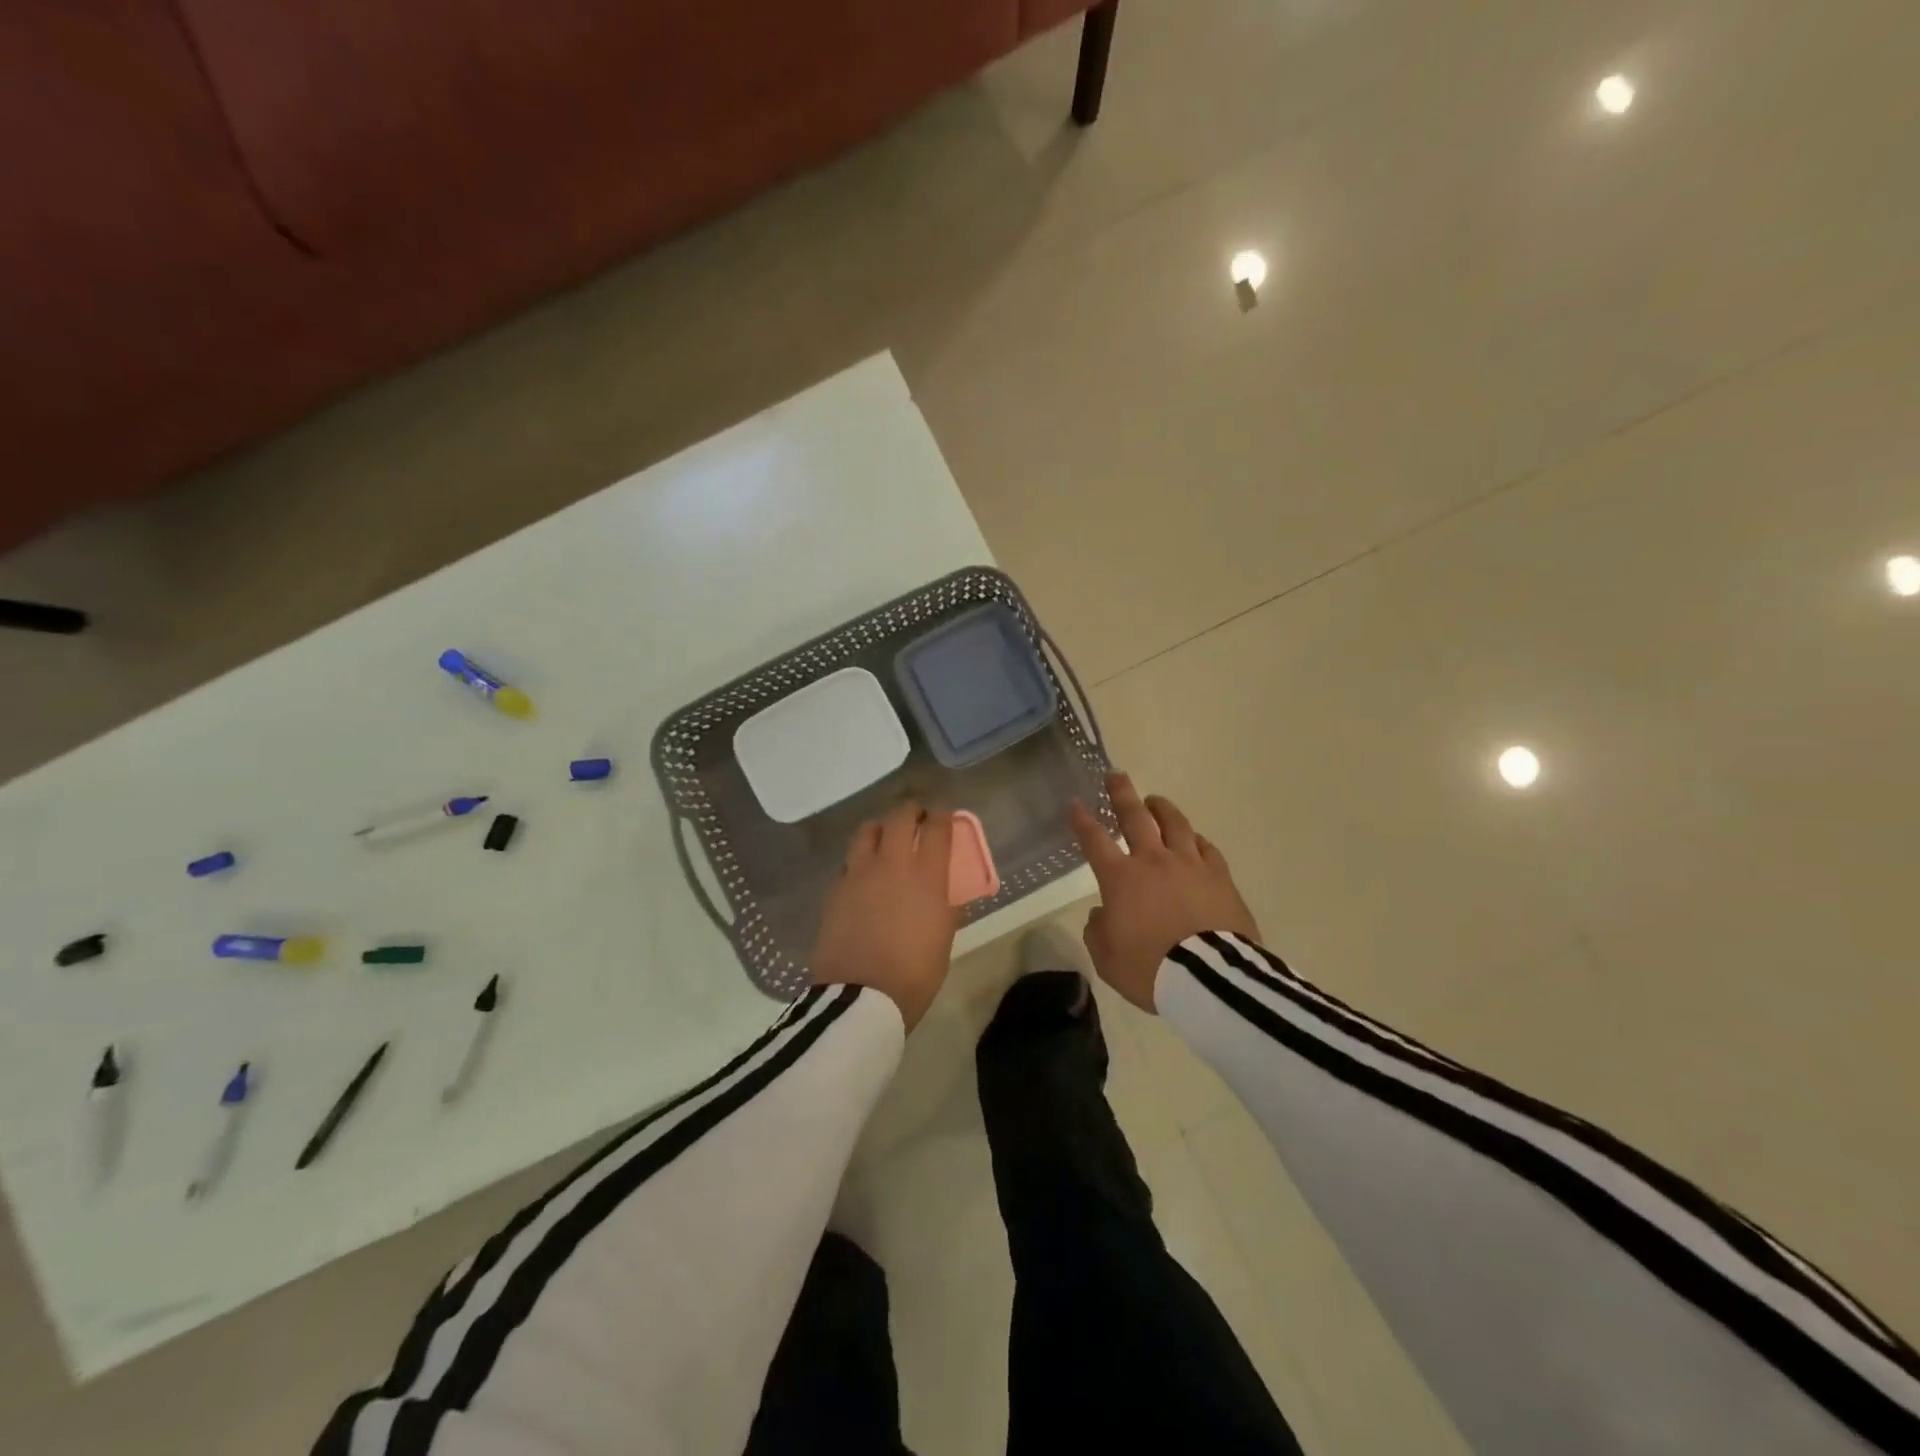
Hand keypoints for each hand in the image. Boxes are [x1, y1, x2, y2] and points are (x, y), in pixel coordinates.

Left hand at [811, 801, 957, 1030]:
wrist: (861, 997)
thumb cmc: (914, 974)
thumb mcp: (943, 939)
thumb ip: (947, 908)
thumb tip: (948, 893)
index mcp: (926, 876)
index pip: (937, 828)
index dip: (943, 817)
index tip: (945, 817)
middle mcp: (892, 864)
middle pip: (900, 817)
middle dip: (911, 811)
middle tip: (917, 818)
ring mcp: (859, 873)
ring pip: (867, 830)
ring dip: (881, 827)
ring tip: (886, 838)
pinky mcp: (836, 889)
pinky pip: (849, 861)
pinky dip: (860, 859)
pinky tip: (864, 874)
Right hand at [1068, 772, 1260, 1012]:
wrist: (1209, 979)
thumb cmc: (1149, 969)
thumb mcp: (1107, 959)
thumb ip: (1098, 932)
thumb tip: (1103, 914)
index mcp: (1121, 878)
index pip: (1094, 840)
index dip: (1082, 820)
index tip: (1075, 803)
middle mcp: (1154, 861)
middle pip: (1135, 816)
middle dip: (1122, 794)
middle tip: (1116, 775)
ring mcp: (1190, 865)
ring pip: (1175, 824)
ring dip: (1162, 808)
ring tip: (1155, 800)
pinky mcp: (1221, 877)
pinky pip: (1207, 848)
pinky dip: (1196, 839)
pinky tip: (1194, 838)